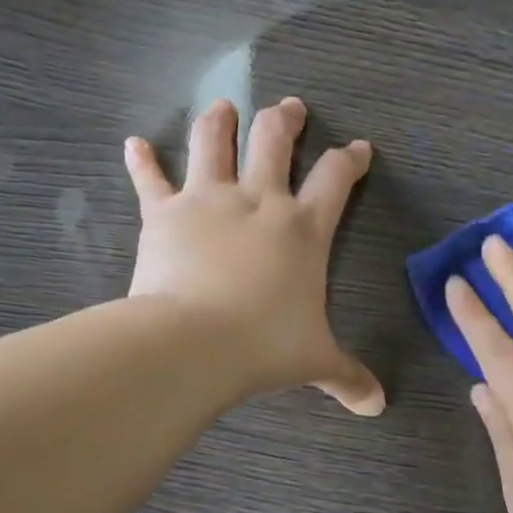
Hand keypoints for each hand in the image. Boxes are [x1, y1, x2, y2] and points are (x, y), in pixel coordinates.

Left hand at [124, 96, 383, 415]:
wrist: (193, 342)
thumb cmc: (263, 346)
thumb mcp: (314, 361)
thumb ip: (348, 376)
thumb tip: (378, 405)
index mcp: (303, 228)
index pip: (336, 179)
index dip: (350, 160)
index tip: (358, 148)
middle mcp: (258, 202)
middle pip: (274, 141)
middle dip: (284, 120)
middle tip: (289, 107)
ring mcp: (208, 201)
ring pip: (213, 143)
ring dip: (219, 120)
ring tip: (222, 106)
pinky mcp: (164, 213)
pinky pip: (151, 180)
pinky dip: (142, 161)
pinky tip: (134, 143)